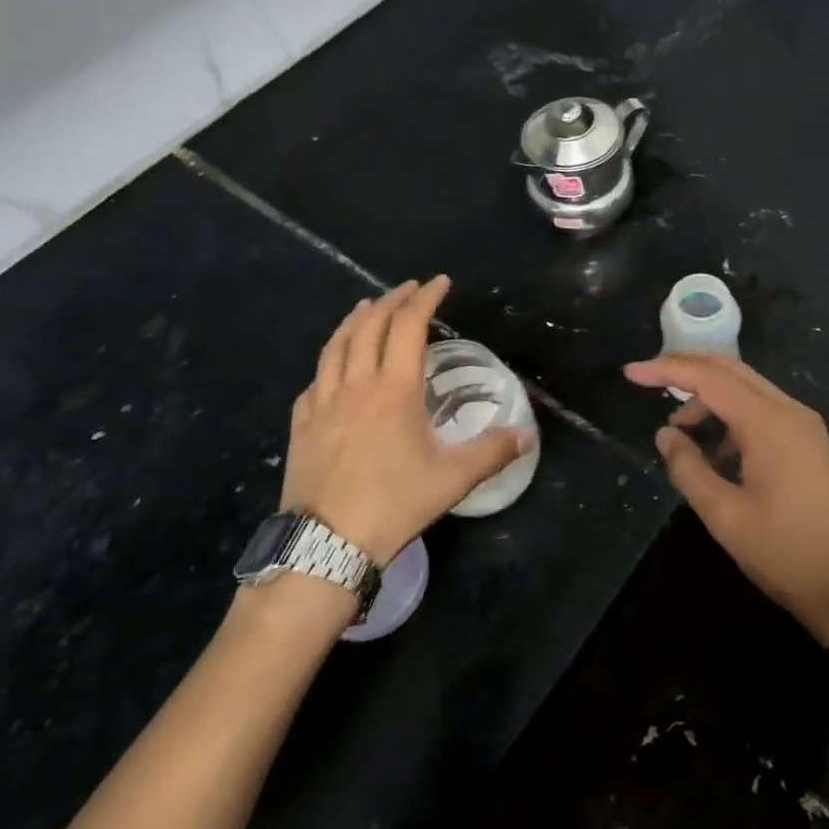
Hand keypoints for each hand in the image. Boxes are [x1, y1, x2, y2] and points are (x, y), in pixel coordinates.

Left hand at [284, 277, 526, 562]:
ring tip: (367, 307)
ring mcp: (322, 403)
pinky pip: (314, 380)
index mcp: (394, 389)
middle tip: (409, 289)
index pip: (409, 325)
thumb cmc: (395, 504)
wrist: (326, 546)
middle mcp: (356, 385)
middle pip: (370, 326)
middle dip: (392, 300)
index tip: (440, 282)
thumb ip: (492, 452)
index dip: (425, 298)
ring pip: (336, 346)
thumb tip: (527, 435)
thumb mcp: (453, 479)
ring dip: (354, 320)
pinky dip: (328, 362)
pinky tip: (333, 368)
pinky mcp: (301, 426)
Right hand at [625, 353, 828, 644]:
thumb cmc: (785, 553)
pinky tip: (716, 451)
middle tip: (647, 380)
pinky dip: (731, 415)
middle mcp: (789, 410)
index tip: (631, 373)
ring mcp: (803, 424)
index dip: (666, 370)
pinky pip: (762, 409)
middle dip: (686, 369)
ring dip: (709, 397)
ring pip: (746, 388)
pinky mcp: (809, 441)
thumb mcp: (724, 516)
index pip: (708, 377)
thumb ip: (687, 469)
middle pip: (729, 369)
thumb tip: (666, 434)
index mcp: (768, 422)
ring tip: (680, 432)